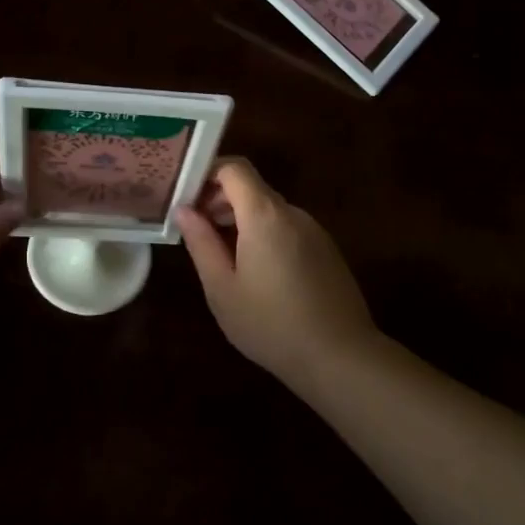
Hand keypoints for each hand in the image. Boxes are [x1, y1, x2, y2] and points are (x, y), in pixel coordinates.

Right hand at [175, 157, 377, 375]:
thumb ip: (201, 243)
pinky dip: (265, 235)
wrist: (340, 357)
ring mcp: (314, 230)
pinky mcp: (326, 250)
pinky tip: (257, 274)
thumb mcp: (222, 288)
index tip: (186, 198)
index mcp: (264, 215)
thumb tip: (183, 209)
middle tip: (196, 231)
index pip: (234, 168)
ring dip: (241, 220)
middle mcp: (292, 213)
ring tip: (222, 256)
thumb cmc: (271, 324)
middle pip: (251, 188)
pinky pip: (287, 229)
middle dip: (220, 200)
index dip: (206, 174)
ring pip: (269, 210)